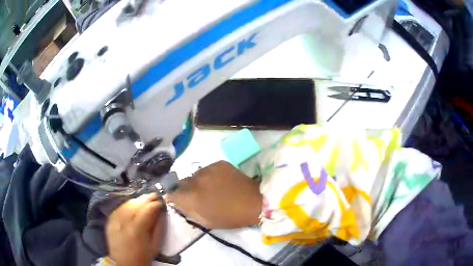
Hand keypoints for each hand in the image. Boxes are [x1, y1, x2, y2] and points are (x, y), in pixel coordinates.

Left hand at [106, 193, 165, 265]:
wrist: (125, 263)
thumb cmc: (143, 256)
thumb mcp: (155, 245)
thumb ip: (159, 227)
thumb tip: (162, 212)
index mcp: (138, 229)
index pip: (148, 209)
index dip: (157, 203)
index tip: (162, 201)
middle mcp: (124, 221)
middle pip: (136, 203)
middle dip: (147, 198)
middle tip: (156, 195)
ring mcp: (115, 219)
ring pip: (127, 203)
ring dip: (137, 200)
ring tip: (145, 199)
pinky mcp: (110, 220)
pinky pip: (119, 207)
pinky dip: (127, 204)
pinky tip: (133, 205)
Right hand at [167, 161, 261, 227]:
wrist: (253, 202)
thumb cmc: (229, 217)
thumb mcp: (205, 220)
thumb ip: (187, 210)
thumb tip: (176, 201)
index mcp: (191, 197)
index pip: (171, 192)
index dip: (173, 196)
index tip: (178, 199)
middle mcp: (196, 180)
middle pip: (182, 182)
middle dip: (186, 189)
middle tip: (198, 196)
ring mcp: (208, 169)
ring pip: (195, 175)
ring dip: (199, 182)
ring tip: (212, 188)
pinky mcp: (219, 163)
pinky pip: (208, 169)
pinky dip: (210, 176)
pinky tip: (221, 182)